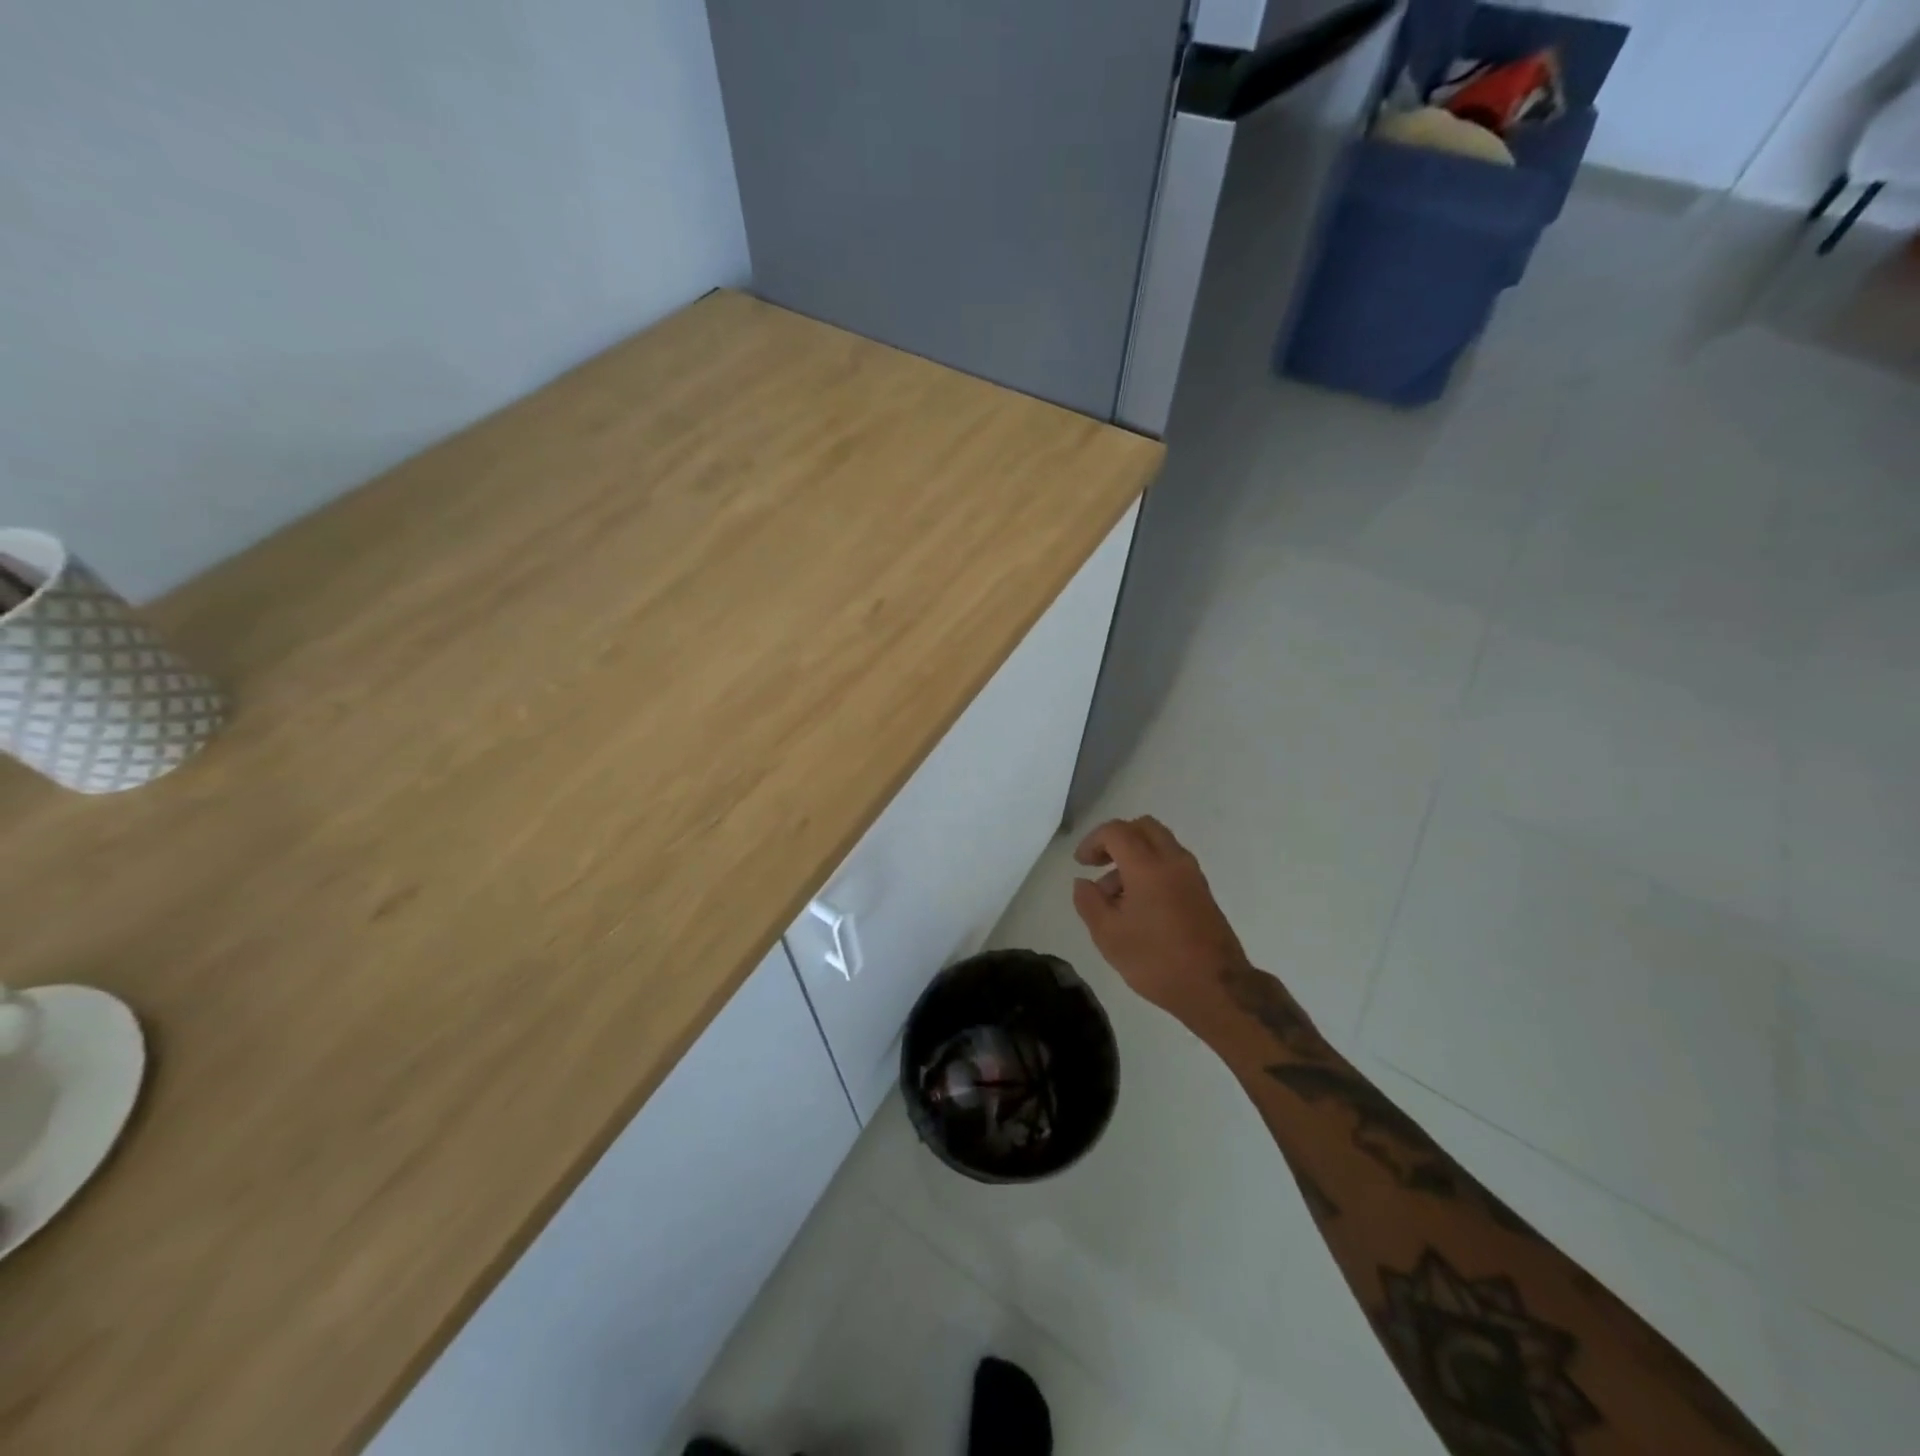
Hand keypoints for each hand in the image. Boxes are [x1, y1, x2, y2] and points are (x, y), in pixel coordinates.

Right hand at [1071, 817, 1248, 1023]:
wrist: (1217, 988)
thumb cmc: (1157, 960)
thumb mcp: (1109, 936)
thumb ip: (1089, 903)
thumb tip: (1083, 883)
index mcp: (1147, 866)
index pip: (1116, 831)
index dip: (1093, 841)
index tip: (1081, 864)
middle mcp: (1173, 860)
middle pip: (1143, 827)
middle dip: (1116, 839)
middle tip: (1099, 864)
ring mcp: (1192, 875)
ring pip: (1159, 844)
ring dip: (1134, 856)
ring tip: (1114, 896)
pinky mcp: (1202, 891)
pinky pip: (1171, 863)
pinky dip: (1151, 868)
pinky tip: (1139, 905)